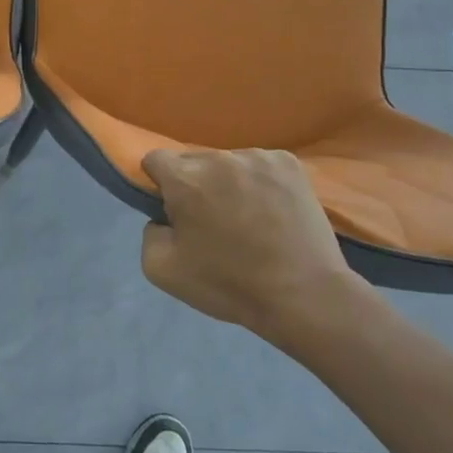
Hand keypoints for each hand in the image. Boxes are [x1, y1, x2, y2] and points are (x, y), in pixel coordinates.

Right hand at [139, 148, 386, 353]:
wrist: (304, 295)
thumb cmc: (229, 284)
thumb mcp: (162, 269)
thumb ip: (148, 232)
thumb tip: (164, 217)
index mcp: (185, 179)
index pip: (155, 159)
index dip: (158, 184)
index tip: (173, 209)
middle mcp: (219, 158)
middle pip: (192, 161)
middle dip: (194, 184)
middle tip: (211, 220)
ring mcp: (258, 157)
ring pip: (227, 163)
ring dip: (228, 182)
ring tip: (248, 217)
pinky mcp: (290, 164)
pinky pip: (260, 165)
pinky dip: (259, 182)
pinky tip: (272, 209)